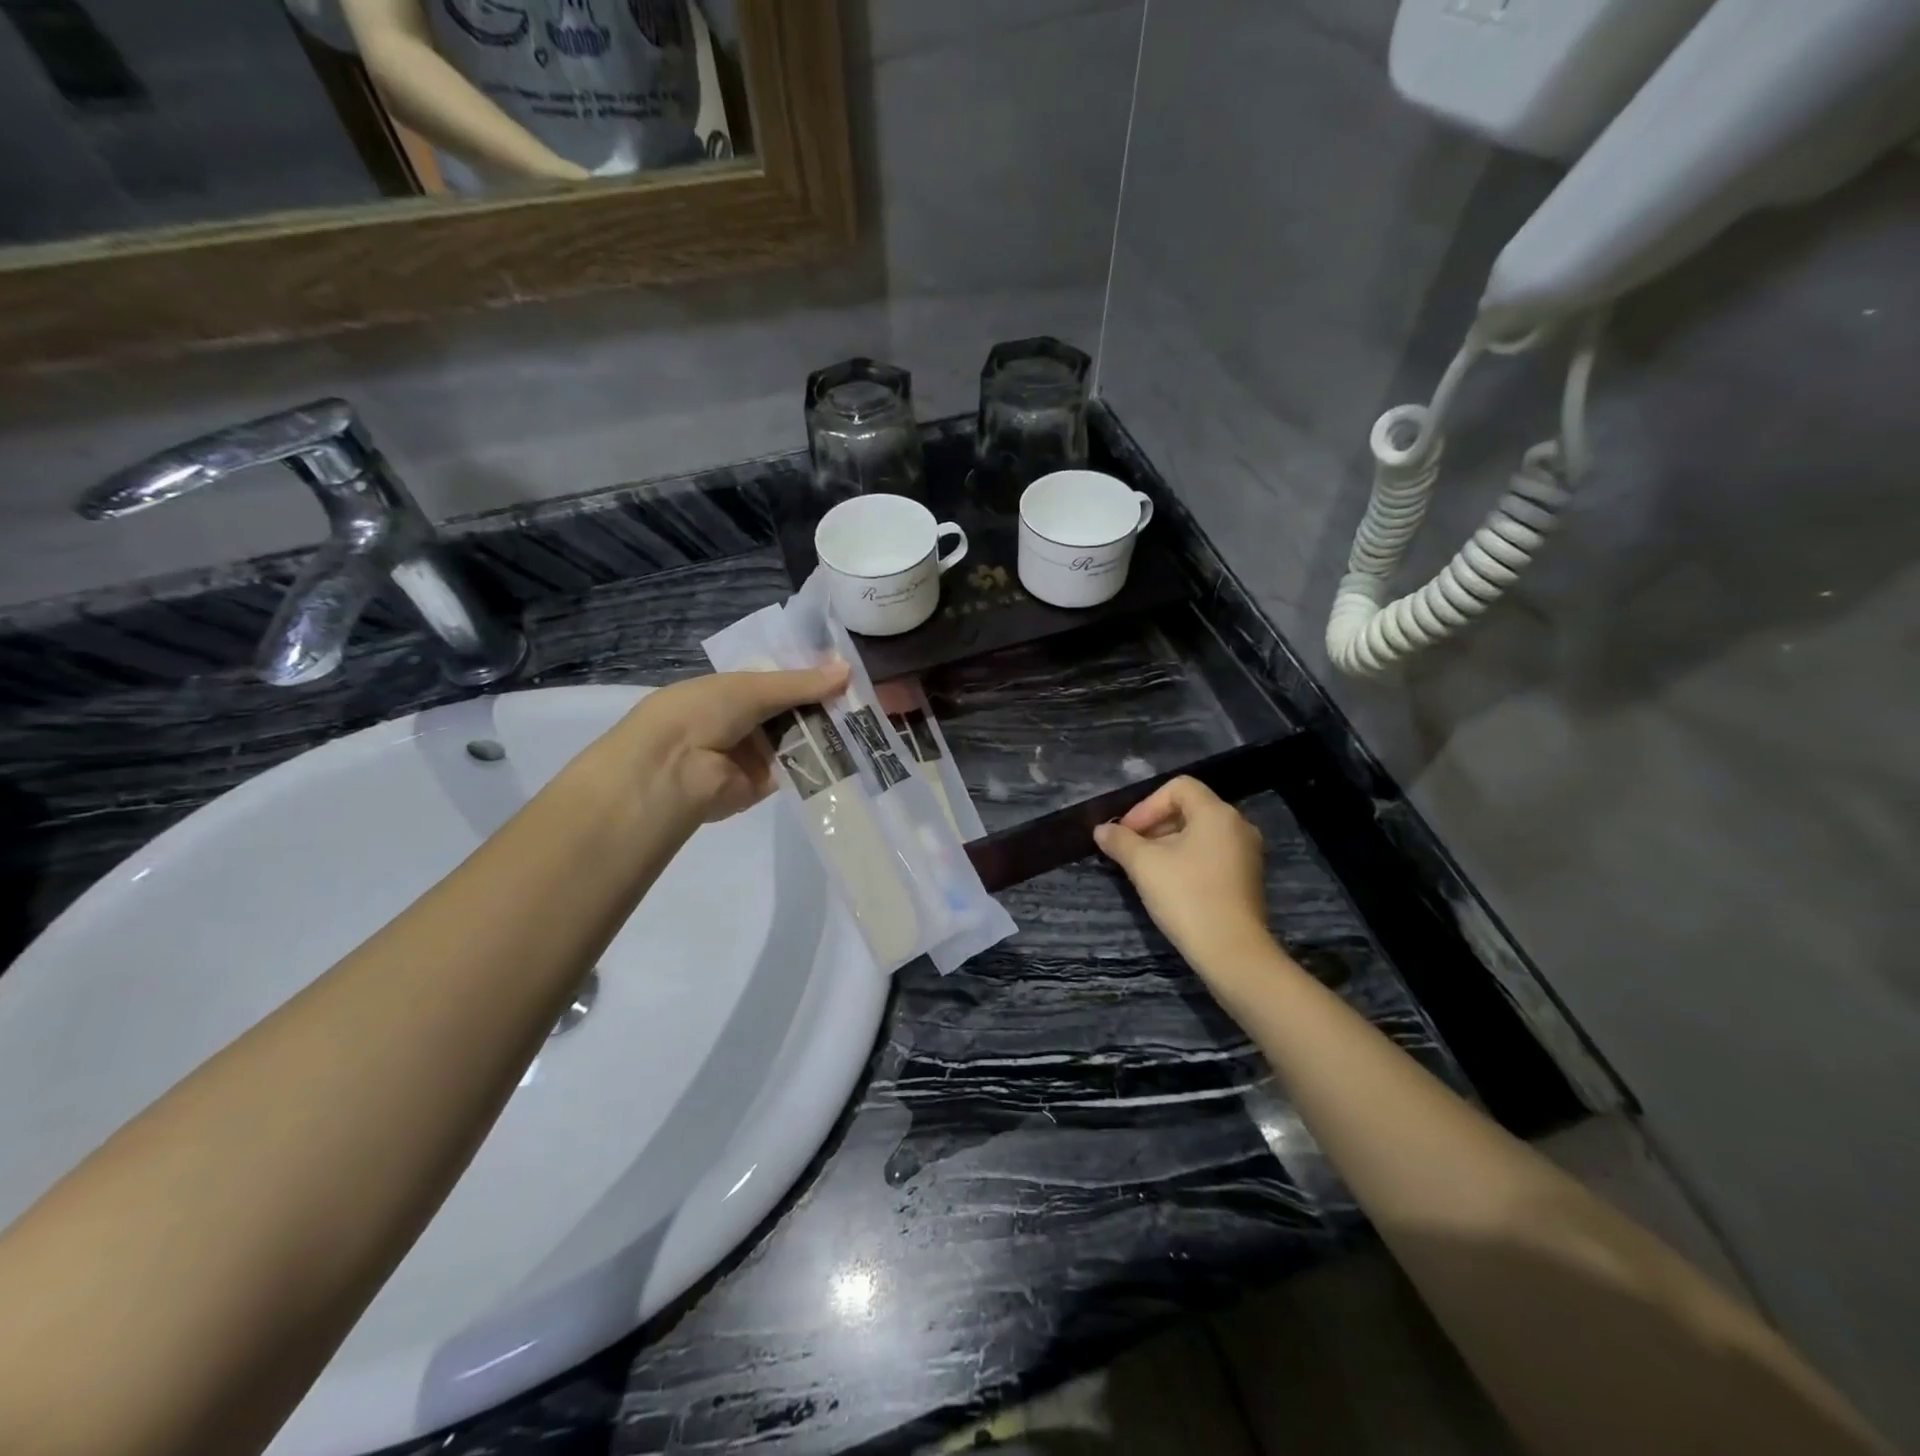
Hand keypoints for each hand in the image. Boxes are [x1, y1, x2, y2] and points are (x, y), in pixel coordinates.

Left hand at [593, 663, 849, 827]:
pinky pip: (800, 767)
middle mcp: (747, 719)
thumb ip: (801, 683)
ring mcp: (757, 752)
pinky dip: (824, 760)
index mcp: (735, 689)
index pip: (783, 680)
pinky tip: (855, 750)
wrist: (670, 771)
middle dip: (829, 704)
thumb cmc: (702, 712)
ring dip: (831, 731)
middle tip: (871, 697)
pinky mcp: (767, 783)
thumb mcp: (751, 687)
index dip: (814, 675)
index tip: (851, 671)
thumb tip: (848, 670)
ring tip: (871, 721)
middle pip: (796, 709)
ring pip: (802, 737)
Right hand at [1093, 777, 1271, 974]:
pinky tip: (1169, 884)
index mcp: (1216, 813)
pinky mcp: (1247, 878)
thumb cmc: (1186, 896)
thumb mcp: (1144, 865)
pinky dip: (1187, 859)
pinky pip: (1211, 854)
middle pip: (1189, 809)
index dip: (1146, 805)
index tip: (1127, 833)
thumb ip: (1120, 841)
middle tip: (1130, 850)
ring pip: (1199, 834)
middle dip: (1154, 825)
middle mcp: (1238, 826)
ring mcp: (1246, 853)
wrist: (1232, 951)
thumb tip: (1101, 830)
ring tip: (1145, 869)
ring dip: (1168, 844)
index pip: (1178, 787)